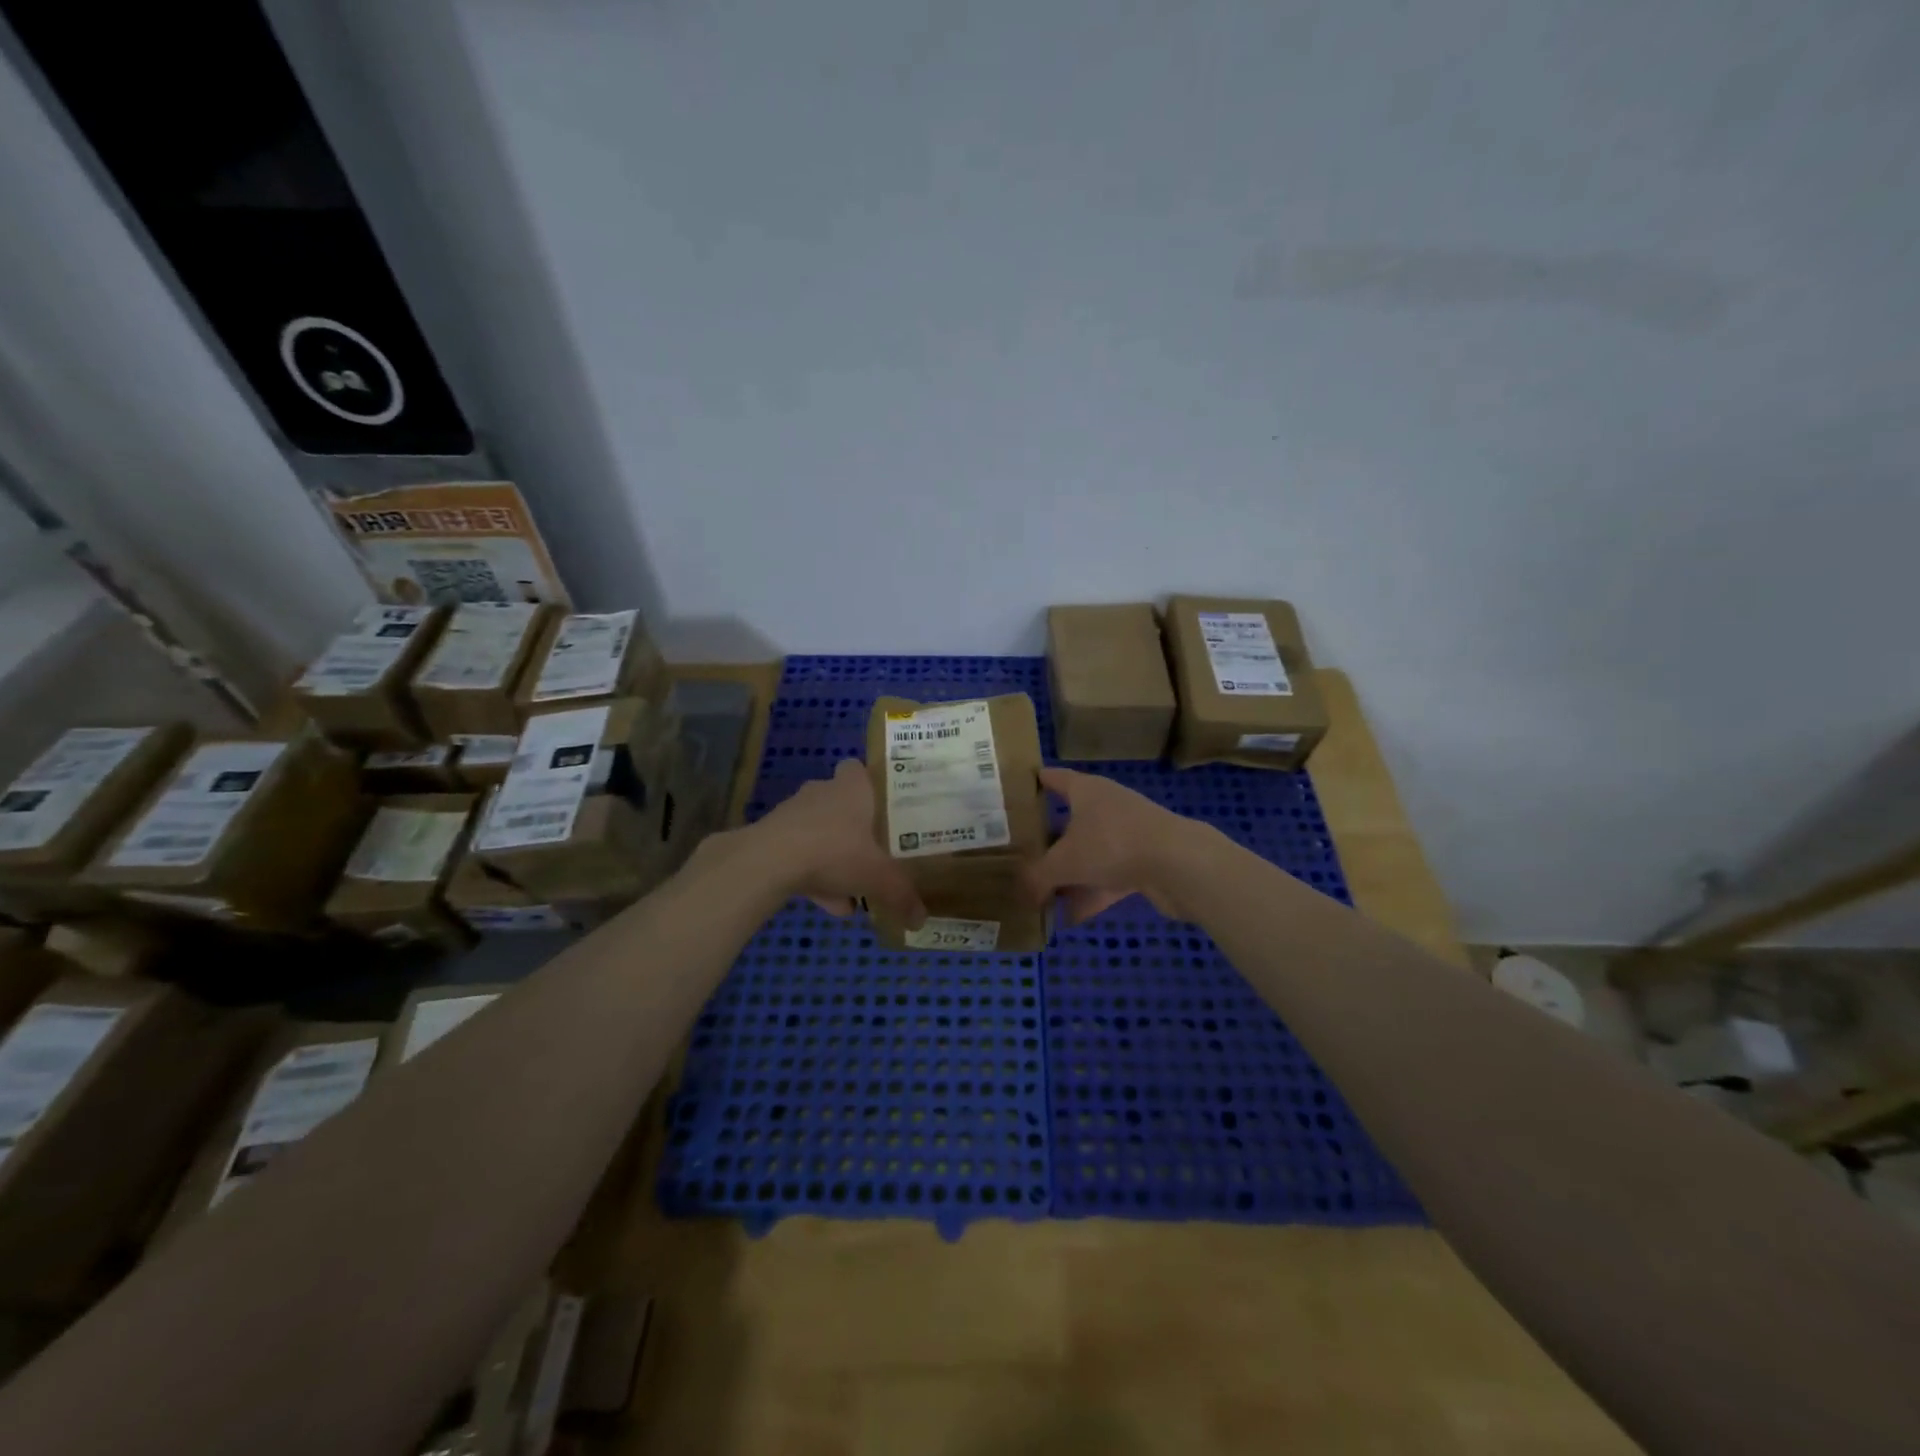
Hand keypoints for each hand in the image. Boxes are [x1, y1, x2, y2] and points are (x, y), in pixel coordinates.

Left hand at [750, 758, 926, 926]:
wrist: (769, 861)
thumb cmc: (835, 851)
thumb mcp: (878, 876)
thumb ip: (901, 894)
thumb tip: (921, 919)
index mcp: (851, 789)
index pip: (857, 769)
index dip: (868, 782)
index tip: (882, 804)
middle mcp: (821, 793)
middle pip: (840, 803)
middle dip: (854, 827)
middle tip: (872, 851)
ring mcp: (793, 814)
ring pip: (819, 832)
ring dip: (833, 857)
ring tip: (851, 893)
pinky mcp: (772, 838)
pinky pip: (800, 855)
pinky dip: (813, 876)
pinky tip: (827, 905)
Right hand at [1023, 767, 1209, 926]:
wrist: (1178, 864)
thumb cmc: (1112, 844)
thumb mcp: (1063, 862)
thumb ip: (1037, 878)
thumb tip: (1021, 894)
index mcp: (1086, 790)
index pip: (1053, 778)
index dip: (1034, 782)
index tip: (1013, 790)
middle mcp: (1106, 805)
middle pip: (1070, 819)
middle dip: (1047, 839)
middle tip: (1019, 854)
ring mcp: (1128, 834)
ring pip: (1090, 852)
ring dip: (1069, 873)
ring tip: (1041, 895)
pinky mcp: (1144, 862)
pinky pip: (1108, 878)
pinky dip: (1091, 895)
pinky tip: (1070, 918)